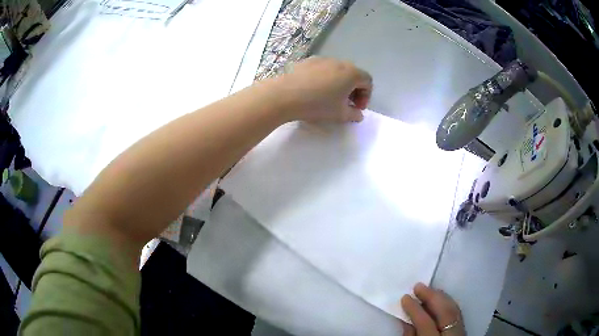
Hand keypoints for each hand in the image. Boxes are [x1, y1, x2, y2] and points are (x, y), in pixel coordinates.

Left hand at [272, 57, 372, 122]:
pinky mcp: (307, 61)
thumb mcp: (339, 114)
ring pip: (337, 70)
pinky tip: (313, 89)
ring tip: (328, 96)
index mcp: (352, 73)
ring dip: (339, 83)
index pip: (367, 81)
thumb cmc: (317, 105)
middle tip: (345, 103)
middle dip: (353, 89)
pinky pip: (322, 68)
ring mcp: (322, 59)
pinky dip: (324, 78)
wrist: (285, 95)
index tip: (356, 108)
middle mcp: (339, 62)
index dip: (366, 96)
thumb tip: (358, 114)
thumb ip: (354, 114)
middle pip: (353, 74)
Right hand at [400, 283, 464, 335]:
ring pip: (454, 310)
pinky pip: (458, 313)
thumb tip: (405, 321)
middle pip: (445, 312)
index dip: (415, 309)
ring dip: (441, 298)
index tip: (405, 297)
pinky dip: (449, 304)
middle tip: (418, 286)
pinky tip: (441, 300)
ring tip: (429, 290)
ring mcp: (461, 333)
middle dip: (432, 297)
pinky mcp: (464, 331)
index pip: (425, 323)